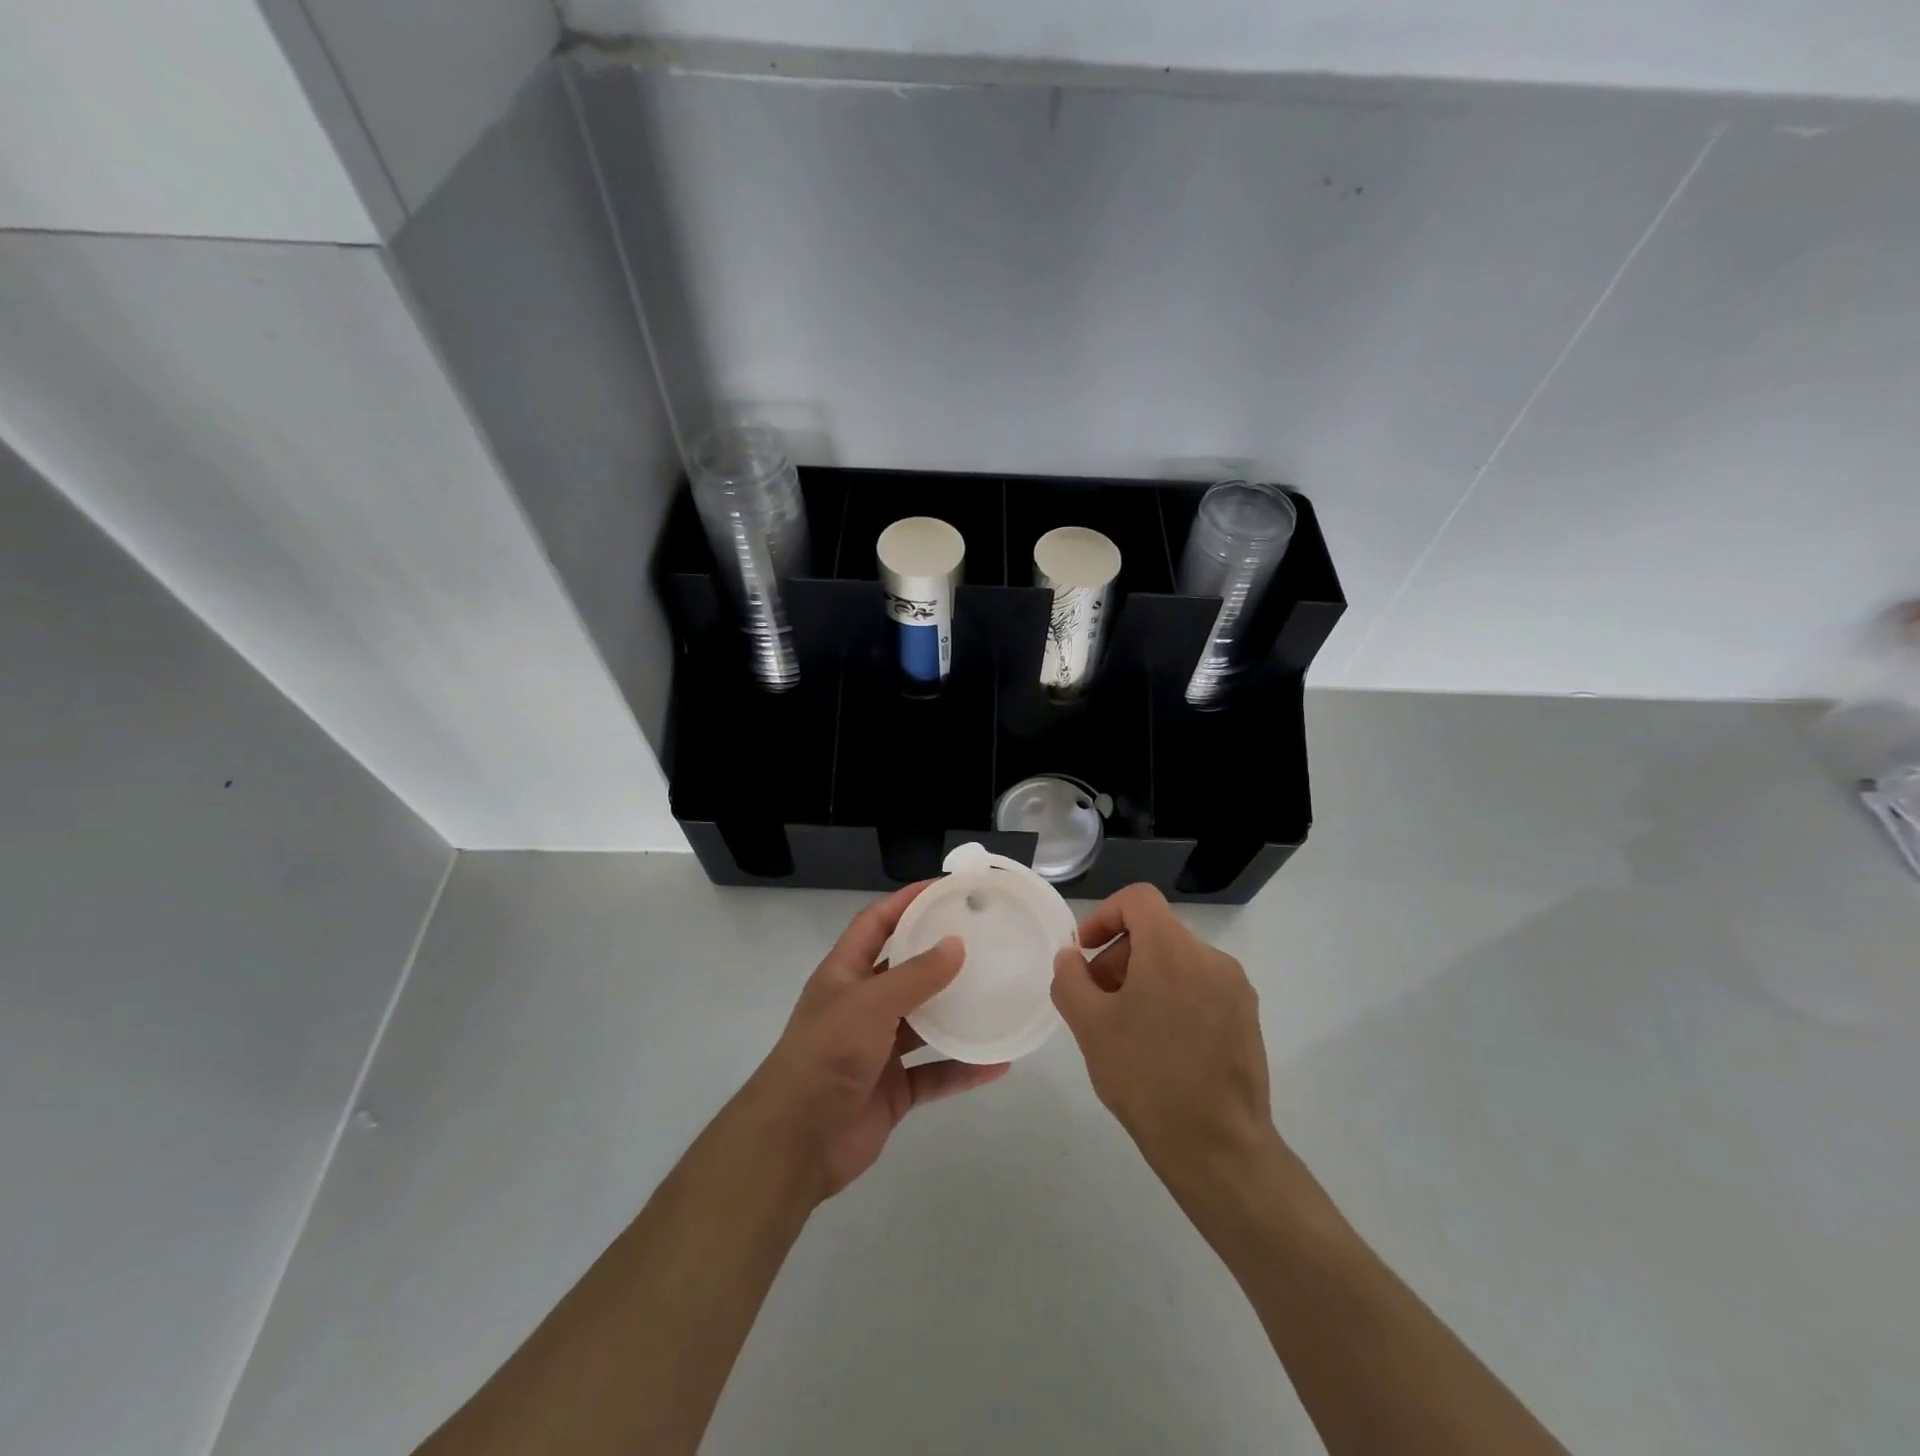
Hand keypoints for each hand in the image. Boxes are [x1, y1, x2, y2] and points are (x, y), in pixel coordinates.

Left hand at [747, 881, 1010, 1199]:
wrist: (797, 1140)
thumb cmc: (827, 1054)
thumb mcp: (870, 1003)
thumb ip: (915, 975)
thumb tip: (957, 944)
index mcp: (845, 974)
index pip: (876, 923)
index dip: (905, 902)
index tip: (945, 889)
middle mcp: (862, 1006)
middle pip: (904, 970)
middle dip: (938, 954)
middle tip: (983, 938)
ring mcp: (878, 1049)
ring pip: (925, 1023)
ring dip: (957, 1012)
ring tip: (997, 994)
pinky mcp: (894, 1089)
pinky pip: (936, 1073)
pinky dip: (963, 1068)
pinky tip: (998, 1062)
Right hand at [1051, 884, 1278, 1183]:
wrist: (1218, 1148)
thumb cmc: (1146, 1077)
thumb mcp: (1089, 1025)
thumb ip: (1070, 979)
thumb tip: (1072, 957)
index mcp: (1173, 949)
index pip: (1138, 899)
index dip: (1103, 916)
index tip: (1085, 954)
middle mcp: (1211, 958)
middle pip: (1156, 932)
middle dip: (1119, 957)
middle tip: (1097, 1001)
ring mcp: (1235, 990)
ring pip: (1178, 962)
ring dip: (1144, 980)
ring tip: (1125, 1029)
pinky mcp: (1247, 1020)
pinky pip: (1200, 989)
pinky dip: (1172, 999)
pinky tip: (1158, 1047)